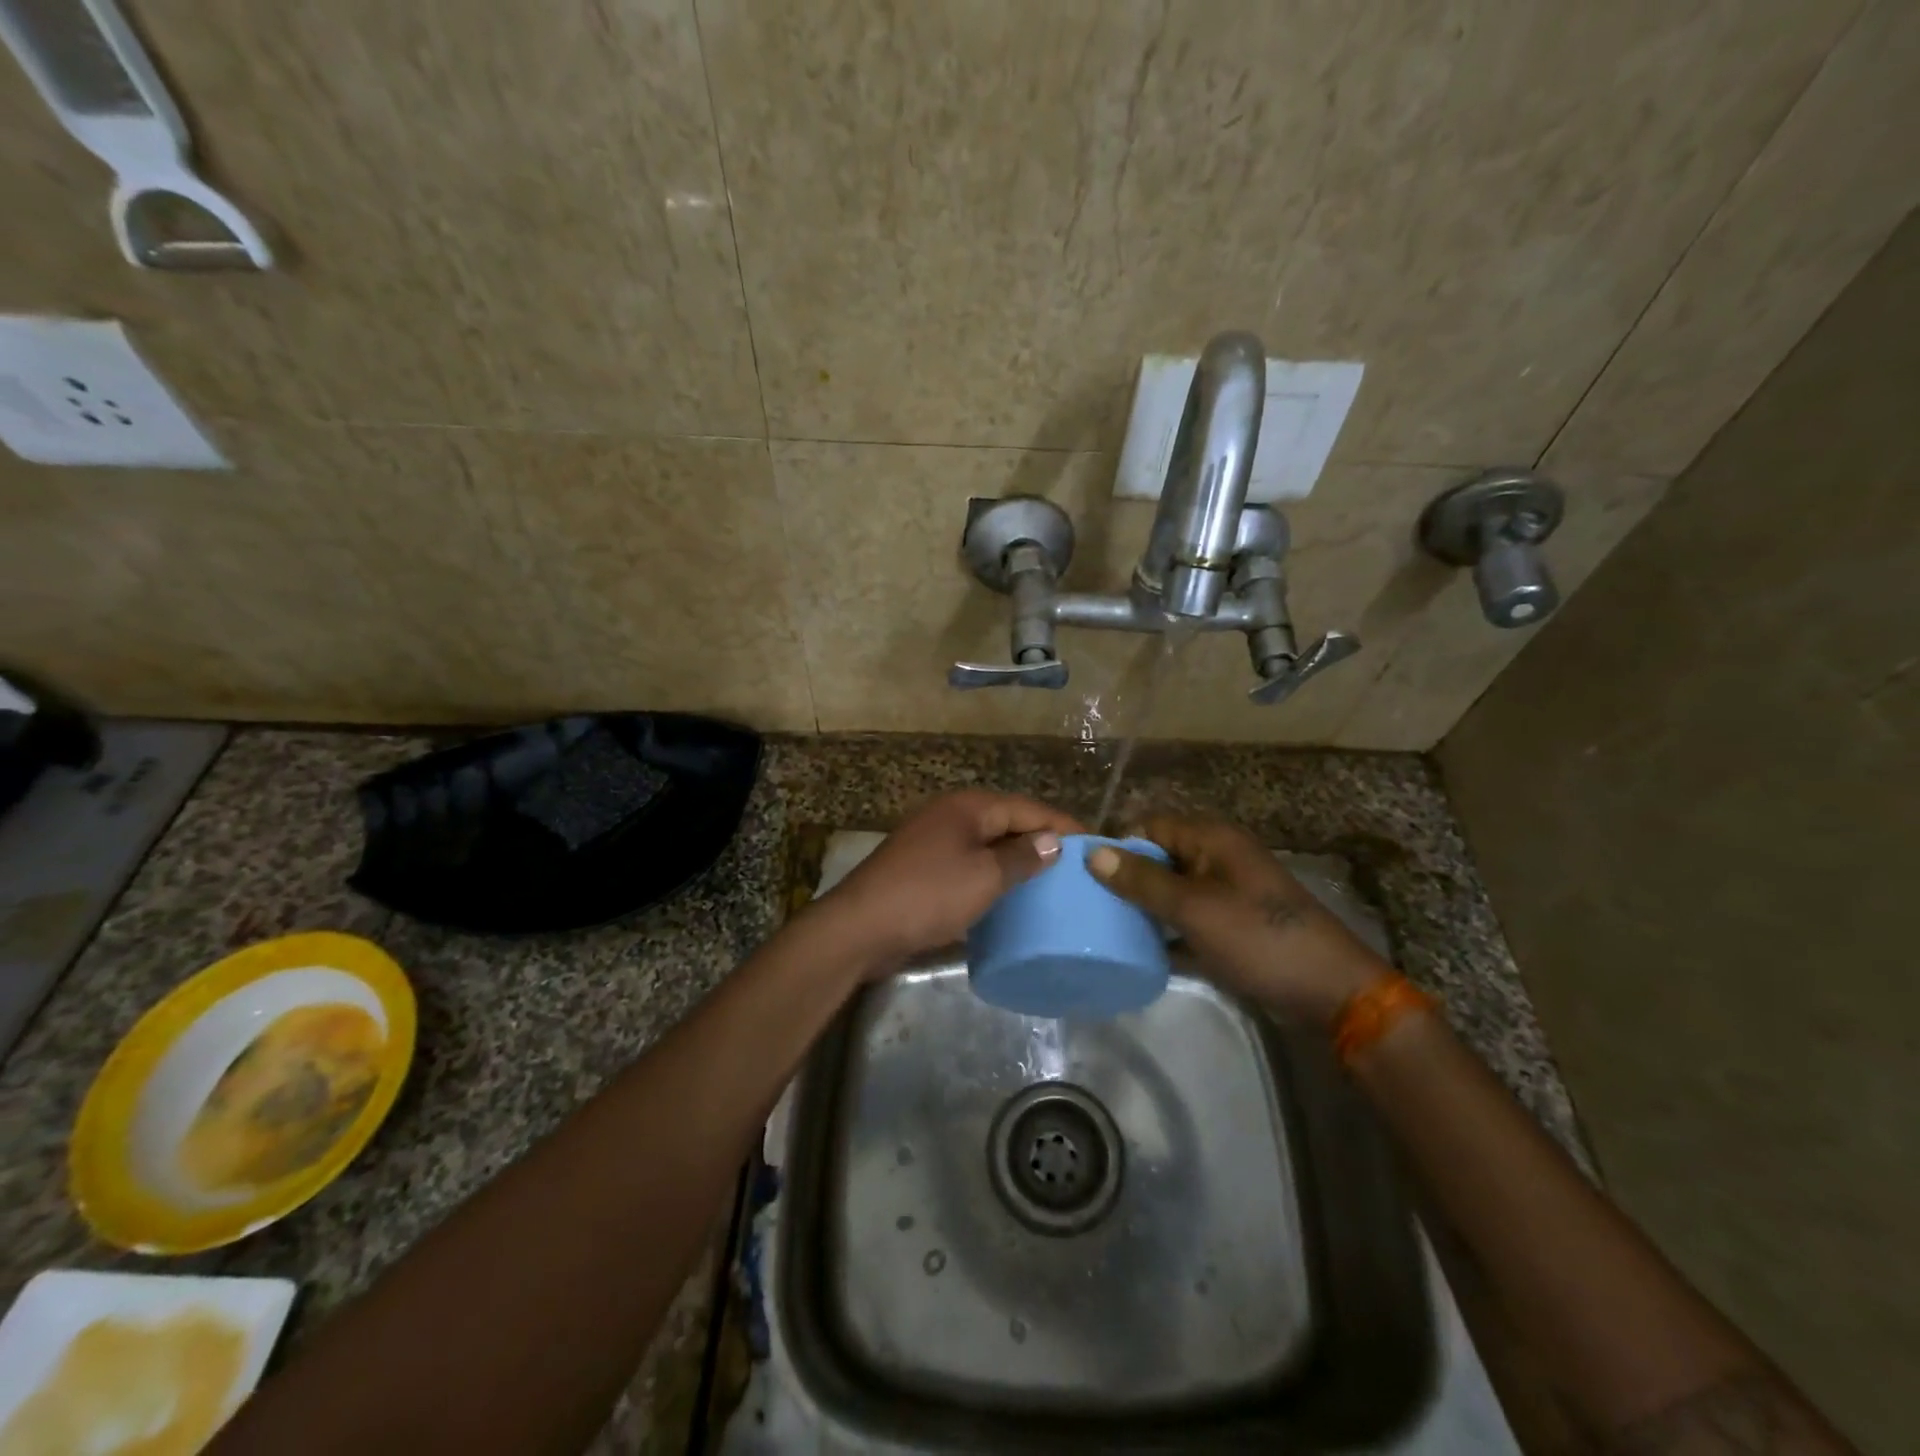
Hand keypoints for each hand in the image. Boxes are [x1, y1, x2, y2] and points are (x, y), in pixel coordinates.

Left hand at [817, 790, 1083, 973]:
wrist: (861, 927)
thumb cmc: (928, 895)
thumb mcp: (984, 877)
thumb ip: (1023, 857)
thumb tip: (1054, 841)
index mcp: (969, 807)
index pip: (1028, 808)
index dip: (1063, 824)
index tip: (1096, 843)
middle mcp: (952, 815)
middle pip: (1008, 822)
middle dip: (1042, 841)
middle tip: (1077, 866)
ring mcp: (934, 841)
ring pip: (988, 845)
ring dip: (1017, 860)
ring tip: (1051, 882)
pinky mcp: (924, 868)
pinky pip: (970, 864)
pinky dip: (992, 875)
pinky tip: (1009, 896)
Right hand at [1088, 815, 1392, 1022]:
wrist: (1331, 993)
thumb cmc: (1259, 939)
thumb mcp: (1194, 909)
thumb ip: (1143, 881)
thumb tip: (1093, 853)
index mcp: (1212, 839)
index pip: (1151, 825)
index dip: (1119, 845)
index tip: (1086, 875)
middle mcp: (1218, 858)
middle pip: (1159, 857)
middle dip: (1127, 878)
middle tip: (1090, 905)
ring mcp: (1226, 893)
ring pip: (1171, 891)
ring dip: (1144, 907)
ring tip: (1104, 928)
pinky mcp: (1231, 926)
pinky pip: (1187, 919)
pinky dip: (1166, 932)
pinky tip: (1138, 952)